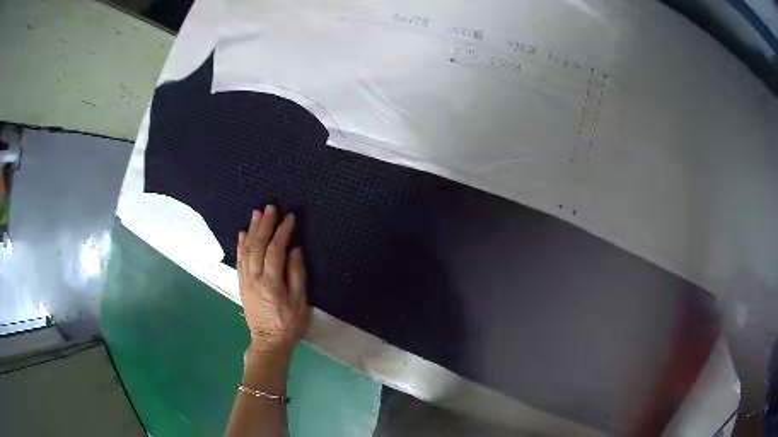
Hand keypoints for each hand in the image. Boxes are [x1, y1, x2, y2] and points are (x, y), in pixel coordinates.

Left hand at [237, 205, 308, 355]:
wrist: (268, 342)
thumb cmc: (288, 324)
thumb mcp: (300, 303)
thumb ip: (297, 275)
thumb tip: (295, 250)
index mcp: (271, 283)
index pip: (275, 250)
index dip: (282, 232)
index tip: (290, 217)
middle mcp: (254, 278)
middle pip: (257, 246)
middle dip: (264, 225)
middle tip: (270, 207)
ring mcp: (245, 280)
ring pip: (246, 250)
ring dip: (251, 230)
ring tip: (256, 213)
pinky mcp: (241, 284)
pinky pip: (239, 260)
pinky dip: (240, 244)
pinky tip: (242, 233)